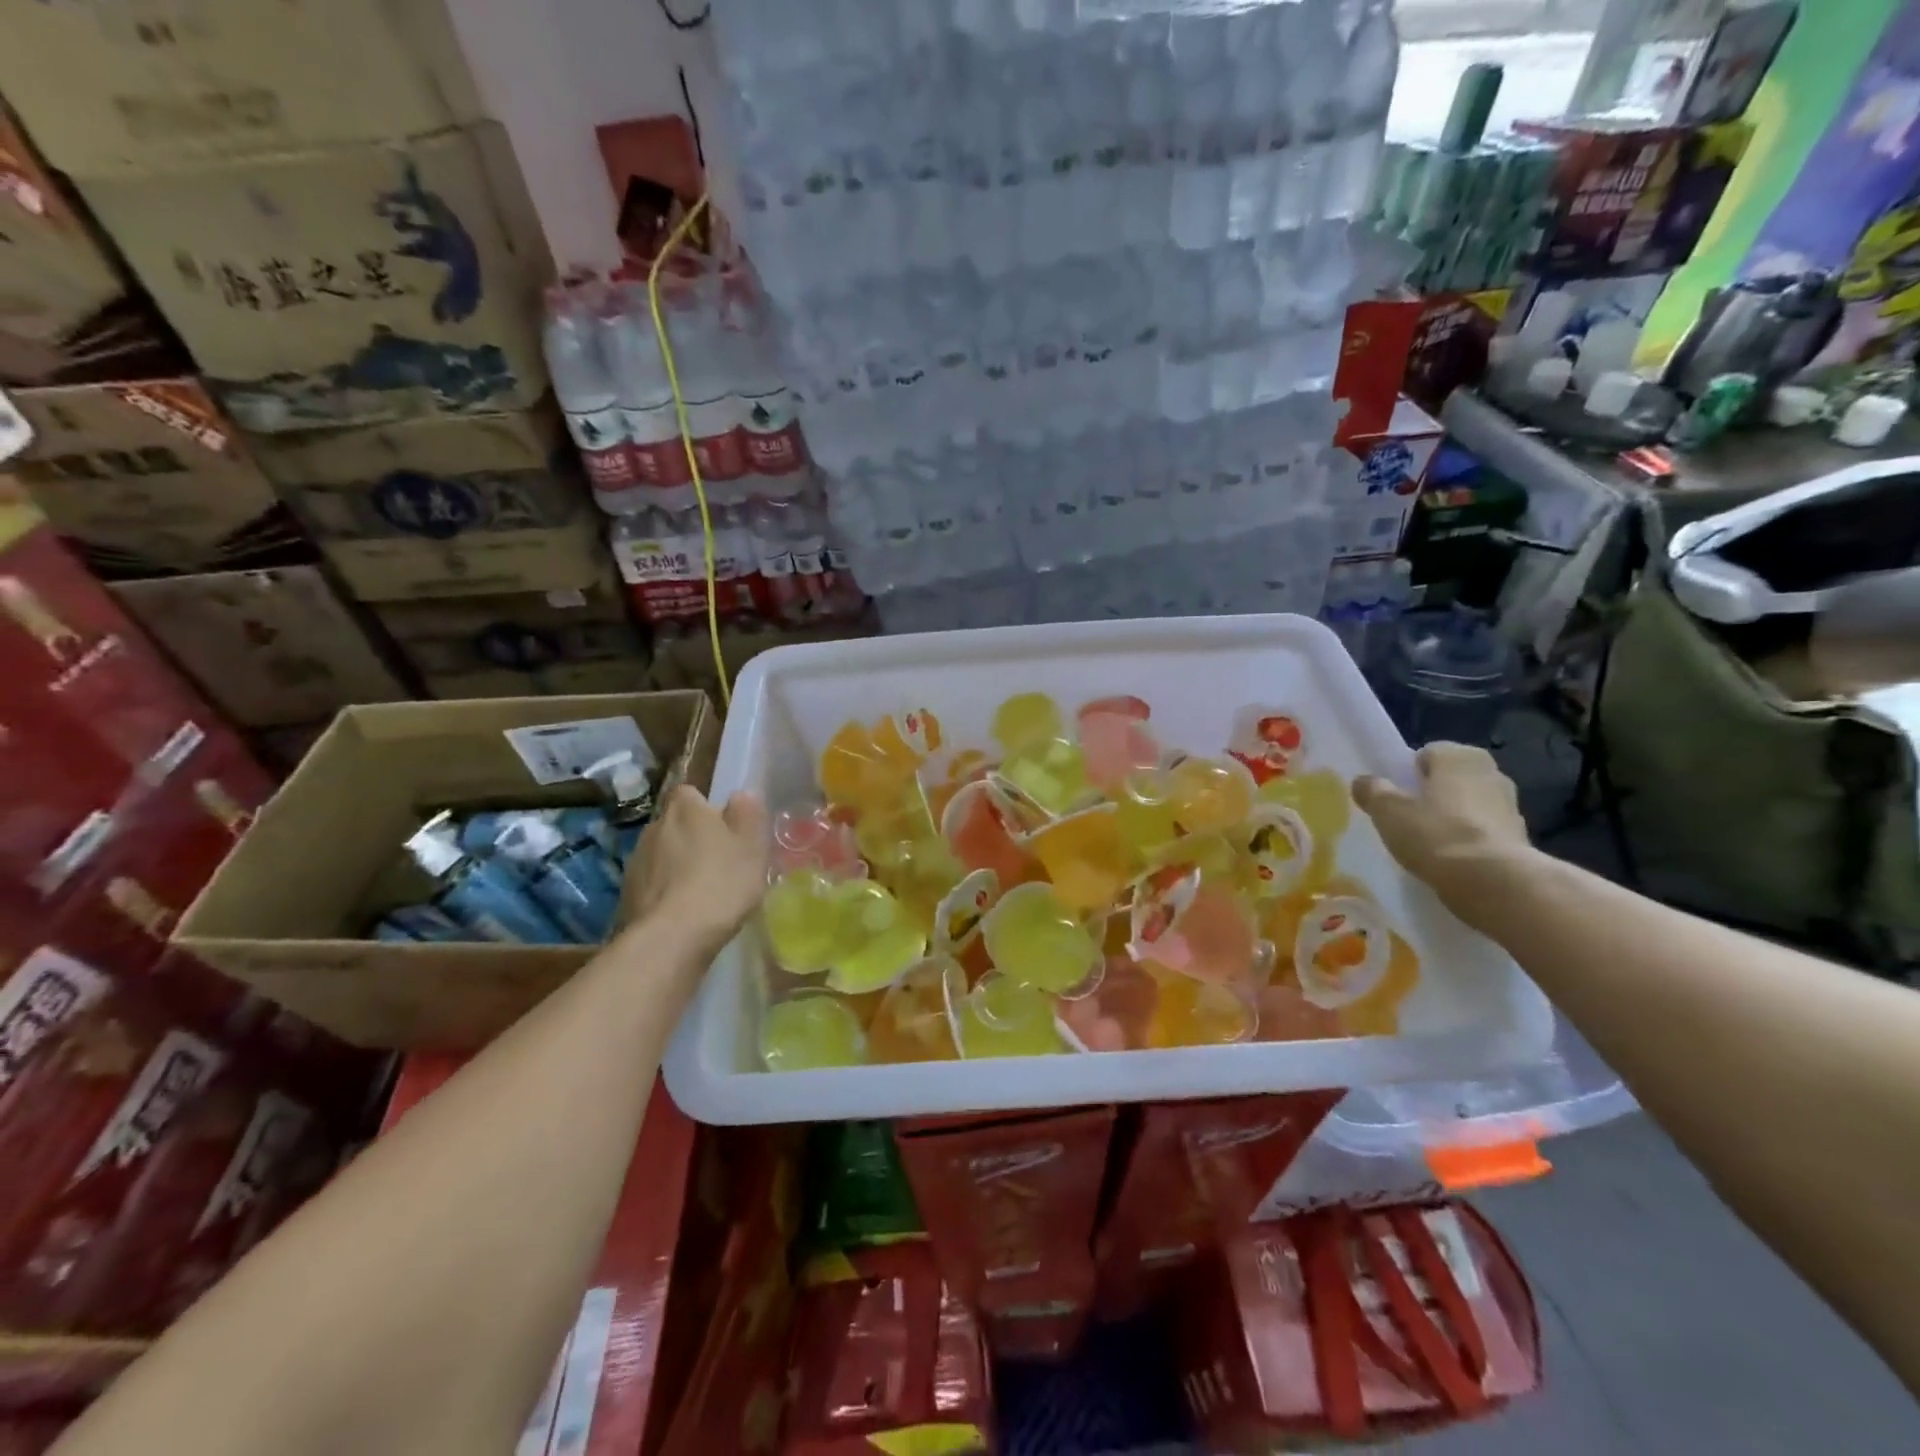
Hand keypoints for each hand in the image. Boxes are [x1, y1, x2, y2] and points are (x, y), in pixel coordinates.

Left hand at [622, 786, 768, 958]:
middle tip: (718, 862)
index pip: (690, 794)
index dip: (706, 809)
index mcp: (685, 808)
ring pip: (662, 855)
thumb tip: (742, 795)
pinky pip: (651, 884)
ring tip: (701, 892)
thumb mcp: (752, 845)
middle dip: (692, 838)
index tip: (724, 829)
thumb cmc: (721, 882)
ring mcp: (635, 861)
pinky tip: (682, 913)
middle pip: (675, 824)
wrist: (671, 937)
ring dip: (677, 866)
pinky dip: (664, 892)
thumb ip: (748, 813)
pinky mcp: (626, 894)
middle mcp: (654, 826)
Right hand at [1352, 743, 1530, 927]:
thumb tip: (1363, 782)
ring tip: (1425, 845)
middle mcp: (1492, 772)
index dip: (1407, 774)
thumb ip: (1373, 791)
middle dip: (1431, 795)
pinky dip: (1467, 843)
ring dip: (1451, 820)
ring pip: (1468, 807)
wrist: (1493, 883)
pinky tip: (1448, 862)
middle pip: (1450, 780)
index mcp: (1461, 756)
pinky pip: (1482, 833)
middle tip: (1405, 819)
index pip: (1427, 754)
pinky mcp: (1520, 840)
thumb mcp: (1388, 811)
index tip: (1393, 796)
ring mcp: (1511, 807)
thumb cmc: (1436, 834)